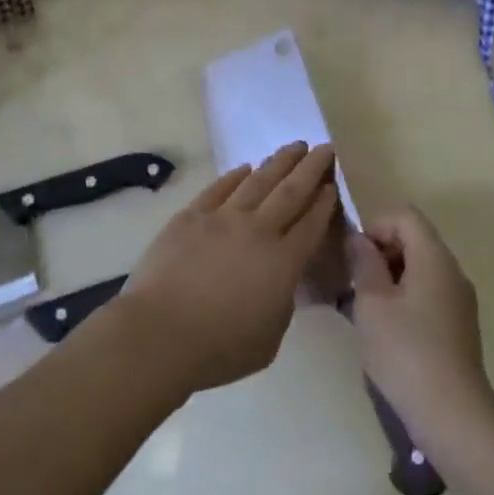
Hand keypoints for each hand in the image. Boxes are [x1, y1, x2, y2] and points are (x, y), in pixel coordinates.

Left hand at [119, 143, 338, 397]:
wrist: (160, 333)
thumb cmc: (219, 348)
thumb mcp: (269, 339)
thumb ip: (282, 303)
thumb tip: (280, 281)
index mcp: (283, 262)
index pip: (311, 223)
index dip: (325, 202)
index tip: (333, 184)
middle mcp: (258, 230)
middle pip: (291, 191)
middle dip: (312, 167)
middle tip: (325, 147)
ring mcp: (223, 218)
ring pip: (258, 181)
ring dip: (280, 162)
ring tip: (295, 146)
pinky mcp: (192, 215)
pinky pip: (220, 188)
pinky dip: (236, 175)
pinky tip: (246, 167)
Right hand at [348, 207, 493, 447]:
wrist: (452, 415)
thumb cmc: (405, 352)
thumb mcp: (372, 303)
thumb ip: (363, 263)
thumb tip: (359, 240)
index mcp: (434, 258)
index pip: (405, 215)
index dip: (375, 225)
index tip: (355, 257)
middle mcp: (452, 271)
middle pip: (414, 239)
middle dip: (380, 252)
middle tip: (355, 282)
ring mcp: (459, 300)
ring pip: (419, 268)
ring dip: (389, 278)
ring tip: (365, 308)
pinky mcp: (458, 326)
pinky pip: (428, 293)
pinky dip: (404, 298)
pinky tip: (386, 330)